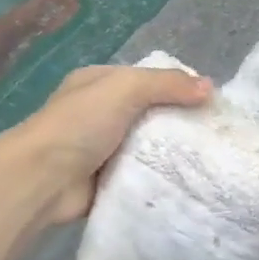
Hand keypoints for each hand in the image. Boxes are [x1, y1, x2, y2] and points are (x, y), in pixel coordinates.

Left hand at [13, 63, 210, 225]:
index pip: (147, 78)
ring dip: (172, 152)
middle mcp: (100, 113)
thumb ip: (167, 84)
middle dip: (179, 122)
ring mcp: (102, 148)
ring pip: (148, 145)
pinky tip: (188, 180)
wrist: (43, 180)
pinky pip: (141, 174)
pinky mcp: (106, 179)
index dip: (178, 87)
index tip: (210, 102)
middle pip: (151, 113)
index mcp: (99, 84)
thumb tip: (209, 87)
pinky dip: (159, 176)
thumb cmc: (80, 124)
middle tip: (215, 134)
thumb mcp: (125, 88)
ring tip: (210, 158)